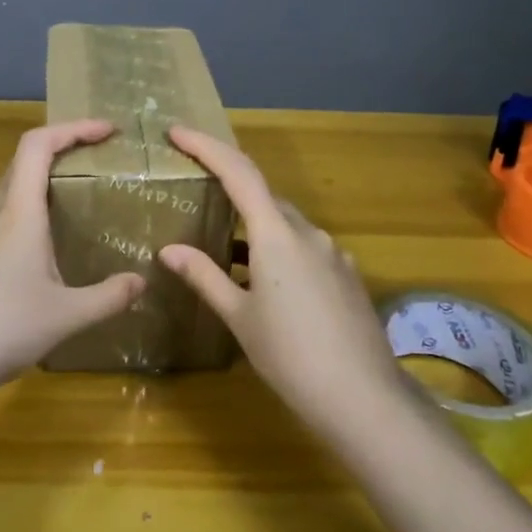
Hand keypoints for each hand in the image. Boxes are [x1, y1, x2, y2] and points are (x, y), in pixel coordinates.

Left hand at [0, 120, 145, 397]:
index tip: (108, 131)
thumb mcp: (66, 315)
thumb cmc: (2, 327)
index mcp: (20, 213)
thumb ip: (108, 297)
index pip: (38, 145)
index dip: (72, 128)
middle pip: (24, 158)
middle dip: (63, 145)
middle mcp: (0, 215)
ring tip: (84, 190)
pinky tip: (57, 238)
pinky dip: (37, 206)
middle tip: (100, 155)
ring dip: (47, 175)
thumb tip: (141, 281)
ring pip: (15, 186)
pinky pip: (11, 214)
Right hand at [159, 126, 406, 431]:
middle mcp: (309, 233)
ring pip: (286, 224)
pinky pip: (306, 248)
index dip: (206, 147)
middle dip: (230, 188)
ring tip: (225, 248)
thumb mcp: (239, 317)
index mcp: (277, 235)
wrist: (363, 398)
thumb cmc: (290, 356)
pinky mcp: (347, 275)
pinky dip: (279, 251)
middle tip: (197, 193)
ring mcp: (334, 253)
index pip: (238, 172)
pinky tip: (266, 282)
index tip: (177, 132)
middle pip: (264, 196)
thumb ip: (205, 276)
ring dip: (255, 227)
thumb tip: (169, 250)